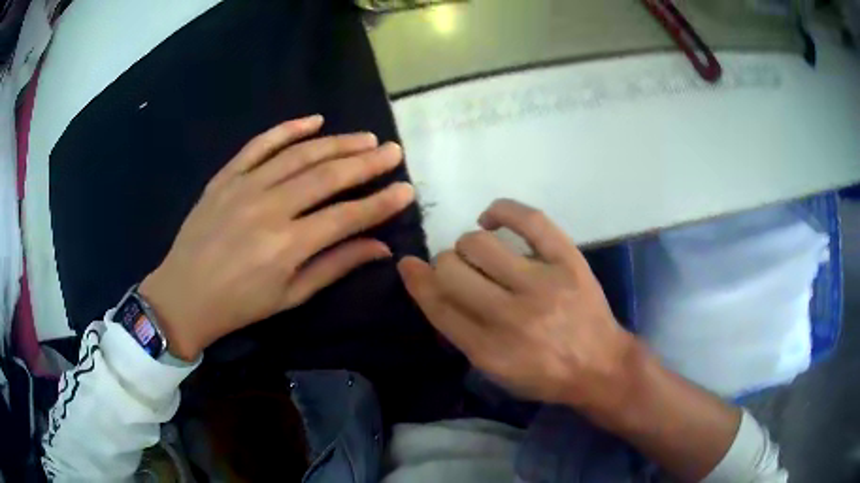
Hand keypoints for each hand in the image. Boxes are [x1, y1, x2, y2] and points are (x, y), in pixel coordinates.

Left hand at [140, 115, 413, 359]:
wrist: (183, 294)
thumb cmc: (239, 304)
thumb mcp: (290, 296)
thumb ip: (335, 266)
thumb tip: (380, 248)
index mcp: (287, 246)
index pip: (347, 216)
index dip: (380, 203)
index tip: (406, 190)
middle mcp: (269, 209)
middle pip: (327, 176)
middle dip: (366, 162)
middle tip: (393, 151)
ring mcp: (245, 187)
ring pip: (299, 155)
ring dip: (337, 143)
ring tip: (364, 138)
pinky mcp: (226, 177)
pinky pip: (260, 145)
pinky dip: (288, 129)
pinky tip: (314, 121)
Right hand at [398, 199, 635, 408]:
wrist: (600, 365)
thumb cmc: (545, 375)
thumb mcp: (496, 371)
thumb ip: (461, 335)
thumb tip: (430, 288)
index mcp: (489, 349)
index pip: (438, 305)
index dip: (417, 281)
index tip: (409, 265)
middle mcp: (511, 316)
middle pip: (451, 270)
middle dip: (445, 266)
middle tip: (459, 271)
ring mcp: (542, 284)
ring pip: (478, 244)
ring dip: (468, 245)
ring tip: (479, 253)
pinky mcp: (568, 260)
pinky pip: (529, 220)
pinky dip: (501, 211)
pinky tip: (491, 219)